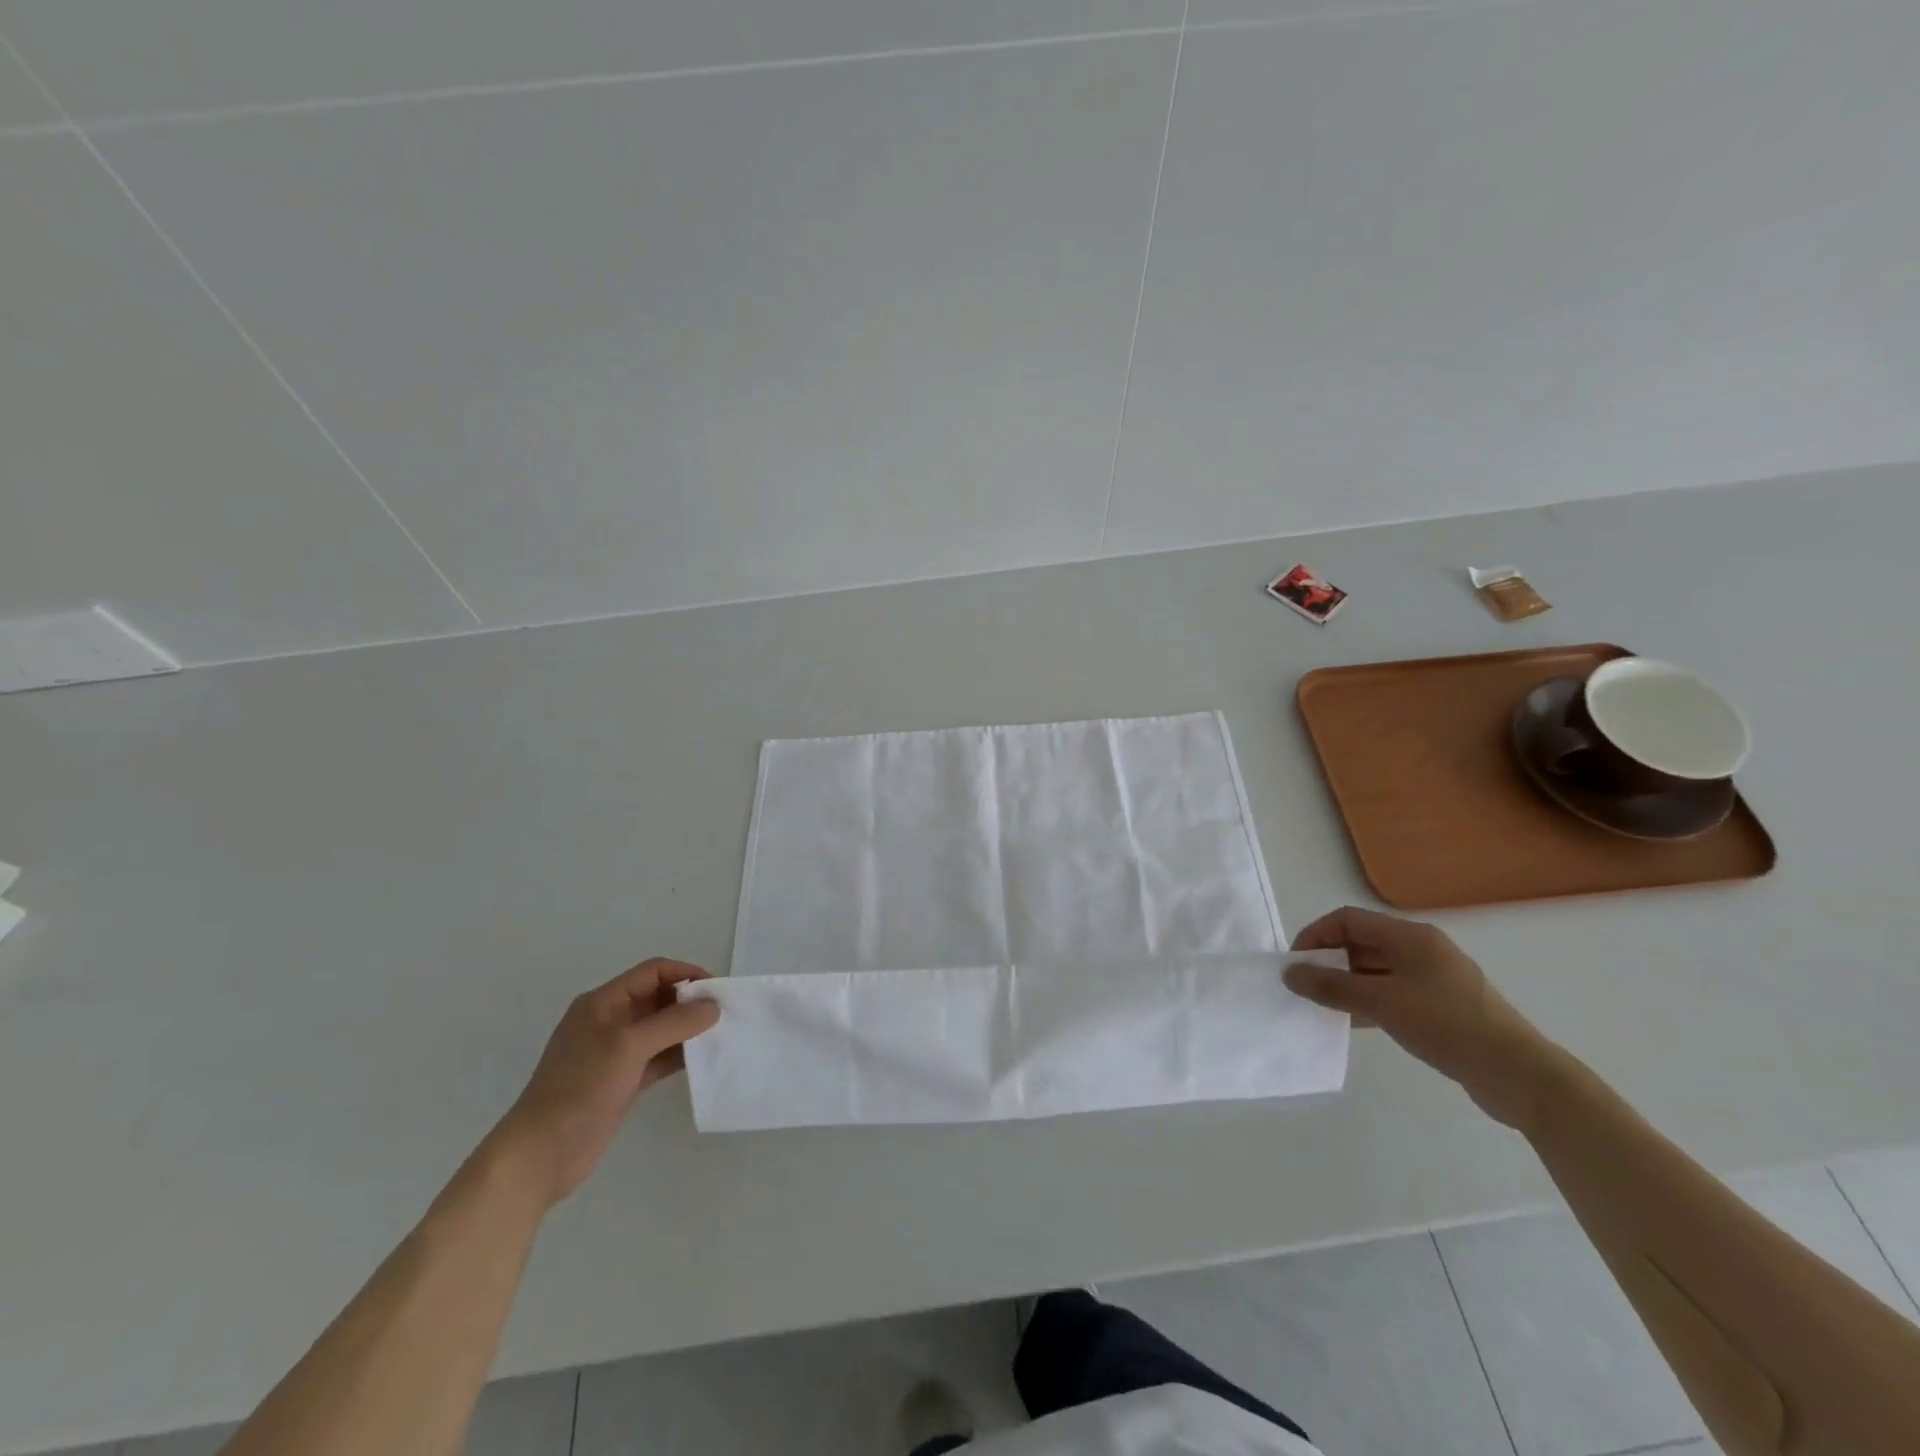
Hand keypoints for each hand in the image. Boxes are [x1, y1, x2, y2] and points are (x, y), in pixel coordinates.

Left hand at [491, 959, 720, 1205]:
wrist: (541, 1155)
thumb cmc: (580, 1088)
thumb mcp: (628, 1046)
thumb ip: (674, 1022)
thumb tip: (713, 1006)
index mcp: (604, 1002)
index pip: (653, 972)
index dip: (686, 974)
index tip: (718, 989)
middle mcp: (611, 1021)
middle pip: (659, 998)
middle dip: (691, 1001)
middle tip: (725, 1013)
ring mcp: (616, 1053)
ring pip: (662, 1028)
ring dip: (689, 1029)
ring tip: (721, 1035)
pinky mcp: (624, 1081)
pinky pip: (660, 1057)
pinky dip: (681, 1055)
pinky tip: (703, 1060)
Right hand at [1285, 907, 1558, 1129]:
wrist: (1519, 1075)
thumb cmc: (1447, 1025)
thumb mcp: (1381, 1003)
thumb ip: (1332, 986)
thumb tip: (1290, 973)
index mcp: (1410, 937)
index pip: (1348, 920)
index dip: (1316, 935)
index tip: (1296, 964)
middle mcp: (1421, 949)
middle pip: (1362, 943)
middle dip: (1329, 961)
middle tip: (1306, 987)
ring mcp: (1434, 979)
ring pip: (1376, 970)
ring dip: (1347, 984)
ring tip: (1323, 1008)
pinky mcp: (1442, 1007)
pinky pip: (1392, 993)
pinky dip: (1368, 1002)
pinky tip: (1354, 1024)